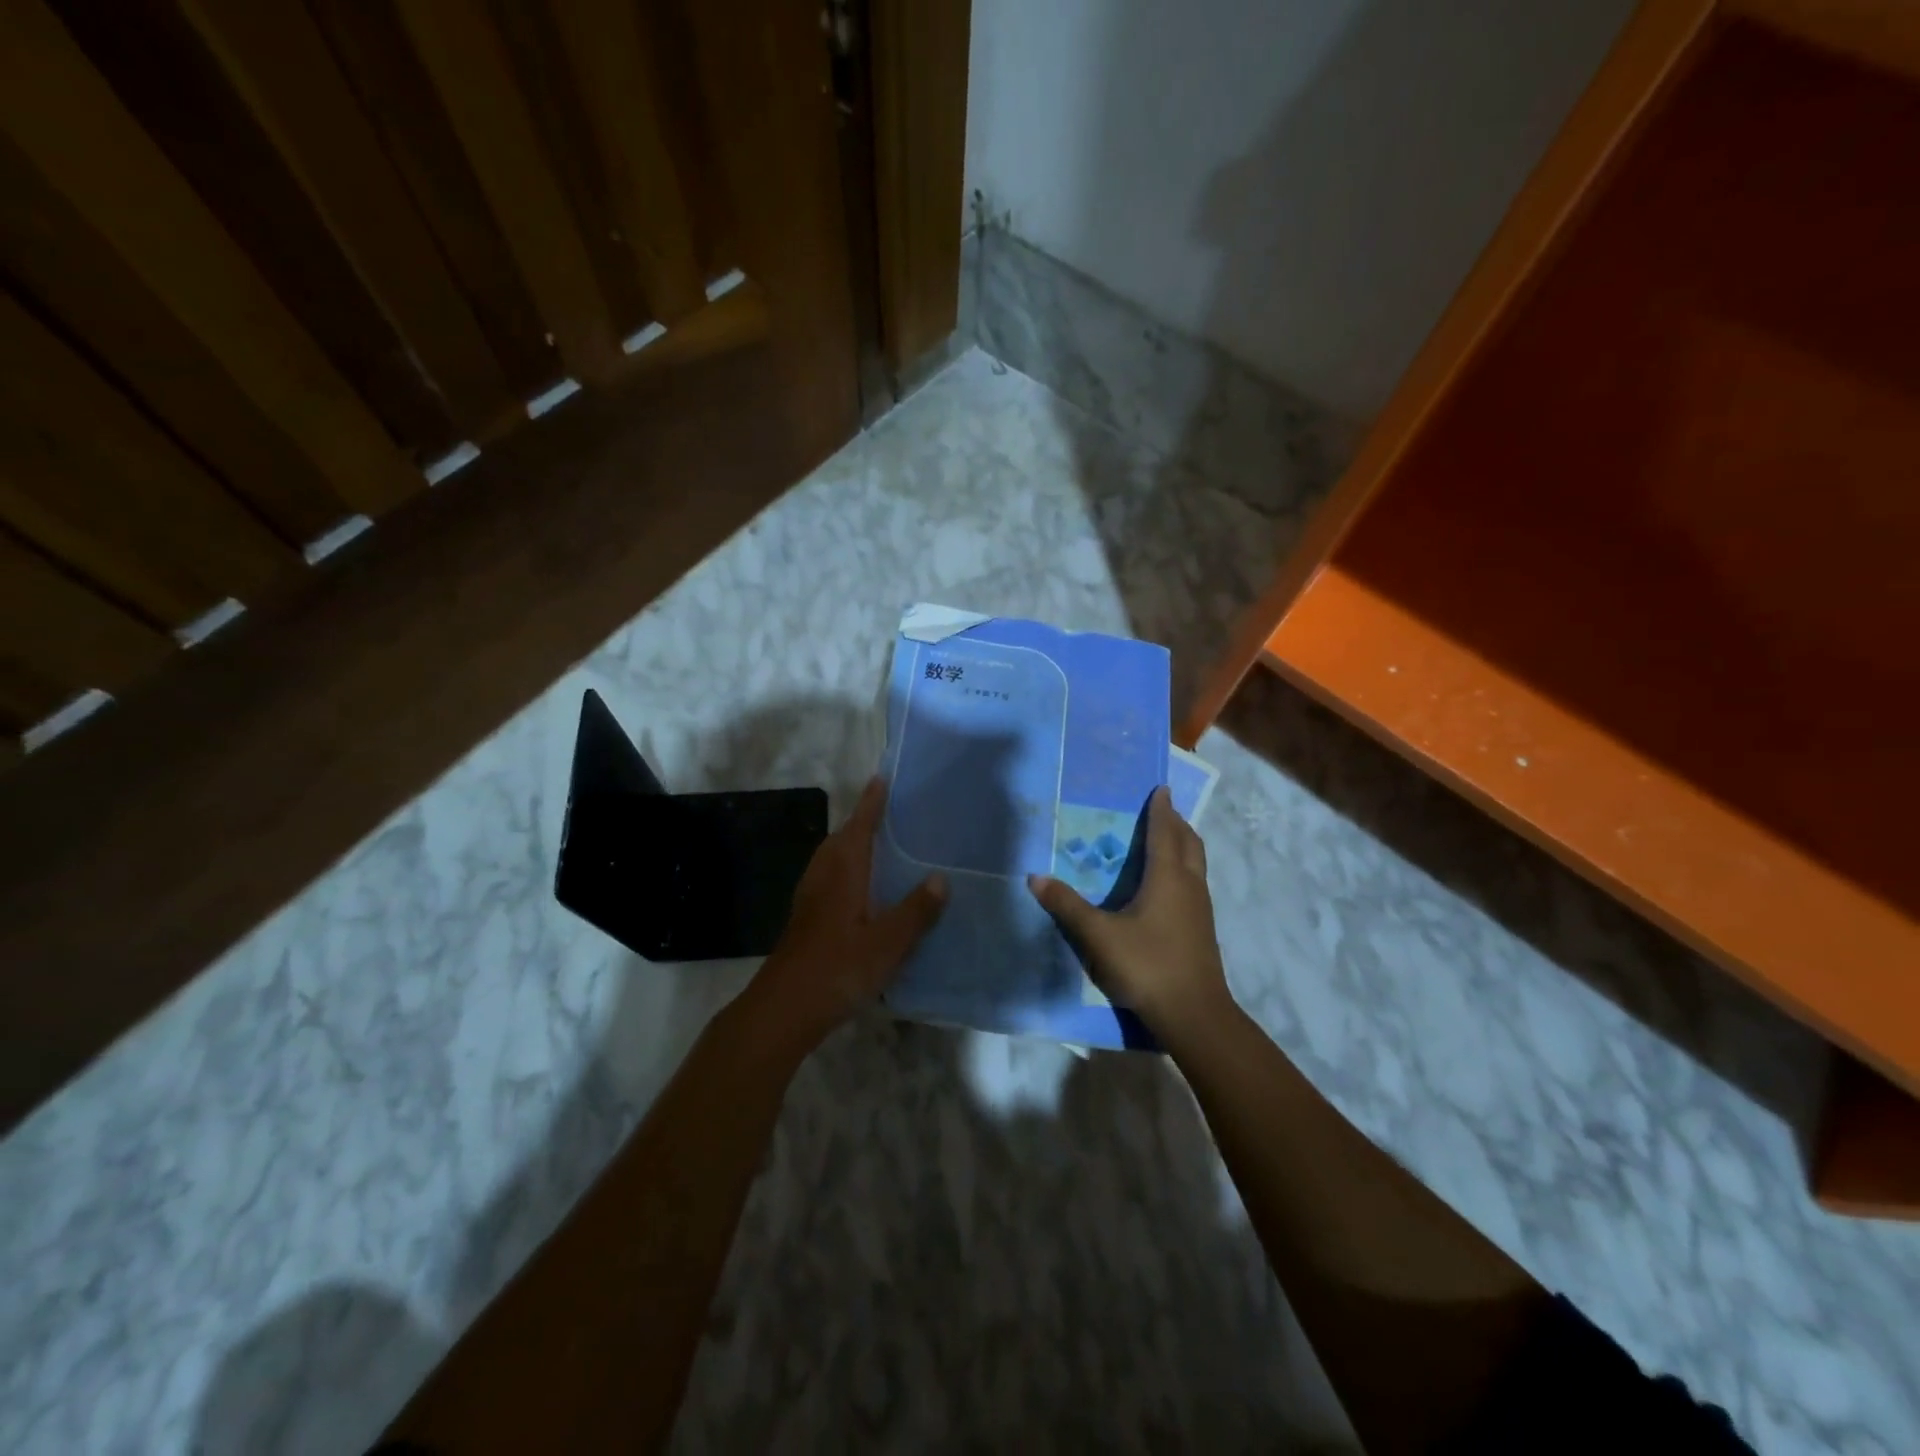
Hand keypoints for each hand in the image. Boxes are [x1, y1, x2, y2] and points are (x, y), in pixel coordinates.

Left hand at [743, 776, 947, 1051]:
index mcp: (843, 869)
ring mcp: (811, 897)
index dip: (872, 801)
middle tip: (894, 812)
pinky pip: (832, 878)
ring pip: (835, 859)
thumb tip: (940, 877)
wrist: (785, 1008)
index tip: (882, 778)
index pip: (860, 824)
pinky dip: (850, 870)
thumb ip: (917, 909)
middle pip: (843, 837)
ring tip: (885, 846)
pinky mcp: (807, 918)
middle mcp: (824, 875)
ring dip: (855, 846)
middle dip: (864, 821)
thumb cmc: (839, 967)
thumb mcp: (889, 941)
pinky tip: (867, 891)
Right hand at [1028, 785, 1231, 1037]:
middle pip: (1189, 843)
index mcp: (1168, 877)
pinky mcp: (1202, 929)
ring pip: (1196, 864)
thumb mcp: (1099, 936)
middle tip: (1162, 811)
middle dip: (1177, 823)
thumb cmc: (1147, 965)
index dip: (1161, 809)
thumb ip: (1067, 906)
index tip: (1161, 788)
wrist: (1194, 1014)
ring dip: (1183, 846)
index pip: (1165, 832)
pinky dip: (1184, 869)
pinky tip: (1167, 887)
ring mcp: (1201, 908)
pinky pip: (1195, 883)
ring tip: (1167, 841)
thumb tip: (1035, 877)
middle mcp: (1189, 885)